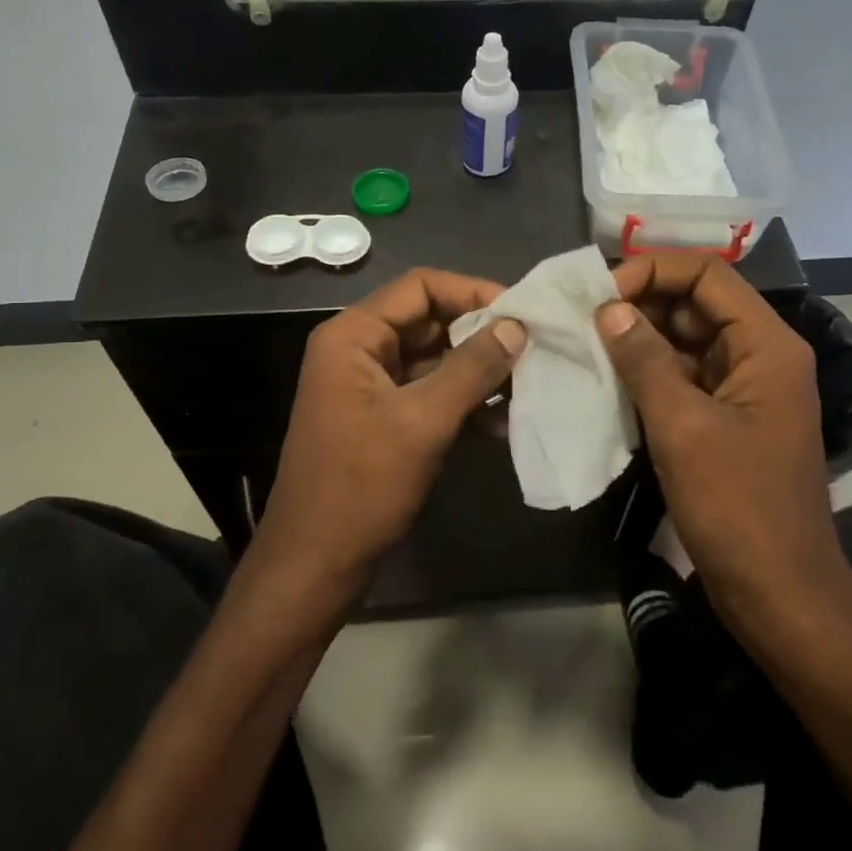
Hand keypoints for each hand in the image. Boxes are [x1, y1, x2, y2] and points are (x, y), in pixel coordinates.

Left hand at [254, 269, 525, 604]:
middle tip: (535, 348)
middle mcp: (359, 351)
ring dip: (479, 371)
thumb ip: (471, 368)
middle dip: (482, 333)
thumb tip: (516, 325)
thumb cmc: (361, 486)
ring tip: (528, 384)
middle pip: (430, 320)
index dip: (473, 291)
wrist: (316, 564)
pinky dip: (464, 402)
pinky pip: (430, 394)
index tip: (522, 312)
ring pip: (435, 360)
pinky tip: (503, 422)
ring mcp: (371, 387)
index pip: (421, 287)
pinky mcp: (384, 419)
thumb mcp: (422, 421)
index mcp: (354, 336)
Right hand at [596, 254, 851, 627]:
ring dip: (637, 339)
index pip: (708, 274)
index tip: (599, 294)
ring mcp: (741, 389)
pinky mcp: (724, 420)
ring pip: (685, 341)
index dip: (652, 270)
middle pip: (696, 303)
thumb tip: (608, 308)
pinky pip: (682, 378)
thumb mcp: (683, 427)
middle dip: (639, 302)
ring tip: (582, 342)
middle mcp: (759, 355)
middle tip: (580, 317)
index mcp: (767, 344)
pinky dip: (646, 373)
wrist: (778, 593)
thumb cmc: (738, 507)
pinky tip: (604, 378)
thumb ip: (643, 360)